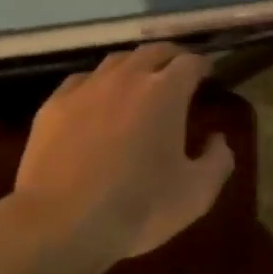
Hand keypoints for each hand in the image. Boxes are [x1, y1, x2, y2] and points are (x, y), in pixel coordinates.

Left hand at [12, 42, 234, 270]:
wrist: (61, 222)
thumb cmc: (138, 207)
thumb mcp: (196, 194)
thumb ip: (217, 160)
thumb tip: (218, 138)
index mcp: (165, 92)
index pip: (190, 62)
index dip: (202, 66)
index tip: (207, 78)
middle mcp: (126, 77)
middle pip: (154, 51)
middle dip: (170, 58)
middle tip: (178, 75)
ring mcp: (86, 87)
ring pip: (116, 61)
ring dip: (134, 67)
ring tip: (138, 85)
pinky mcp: (54, 103)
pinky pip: (82, 81)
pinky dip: (97, 85)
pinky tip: (96, 103)